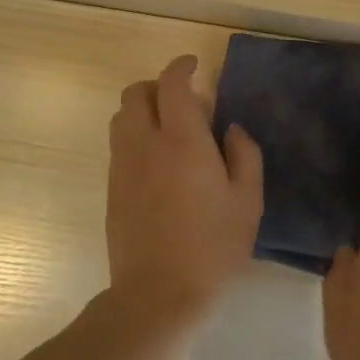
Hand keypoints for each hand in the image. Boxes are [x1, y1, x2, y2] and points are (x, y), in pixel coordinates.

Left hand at [106, 55, 263, 323]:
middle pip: (136, 93)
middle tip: (186, 101)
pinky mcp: (112, 189)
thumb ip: (245, 154)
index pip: (172, 84)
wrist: (158, 294)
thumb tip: (230, 129)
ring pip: (121, 117)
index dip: (182, 66)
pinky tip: (159, 163)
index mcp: (182, 140)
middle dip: (158, 85)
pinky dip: (135, 135)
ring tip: (171, 131)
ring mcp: (122, 167)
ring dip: (143, 110)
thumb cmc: (213, 245)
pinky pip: (119, 144)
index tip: (195, 66)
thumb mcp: (248, 200)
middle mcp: (145, 144)